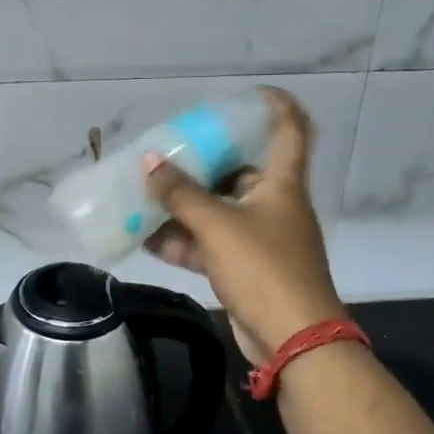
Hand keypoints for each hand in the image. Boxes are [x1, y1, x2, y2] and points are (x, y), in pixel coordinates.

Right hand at [141, 86, 347, 362]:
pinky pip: (207, 244)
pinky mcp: (243, 268)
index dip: (275, 106)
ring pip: (216, 211)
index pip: (289, 130)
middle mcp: (272, 205)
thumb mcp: (217, 226)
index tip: (248, 93)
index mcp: (281, 184)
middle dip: (200, 164)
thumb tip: (148, 162)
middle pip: (238, 172)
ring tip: (142, 194)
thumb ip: (180, 194)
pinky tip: (144, 238)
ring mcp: (258, 239)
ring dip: (181, 206)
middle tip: (165, 152)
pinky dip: (180, 240)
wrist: (292, 340)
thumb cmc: (263, 269)